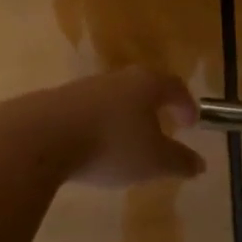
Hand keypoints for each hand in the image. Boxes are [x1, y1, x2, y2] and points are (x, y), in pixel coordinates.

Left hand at [19, 67, 206, 187]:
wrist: (41, 137)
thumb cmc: (110, 145)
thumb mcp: (153, 161)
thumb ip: (179, 161)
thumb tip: (200, 164)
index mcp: (146, 84)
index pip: (174, 86)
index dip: (186, 104)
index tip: (192, 123)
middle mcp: (118, 78)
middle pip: (144, 87)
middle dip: (155, 107)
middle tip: (163, 126)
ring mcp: (86, 87)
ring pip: (115, 98)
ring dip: (126, 116)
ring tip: (128, 142)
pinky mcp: (60, 102)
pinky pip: (90, 111)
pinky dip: (100, 125)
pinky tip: (95, 147)